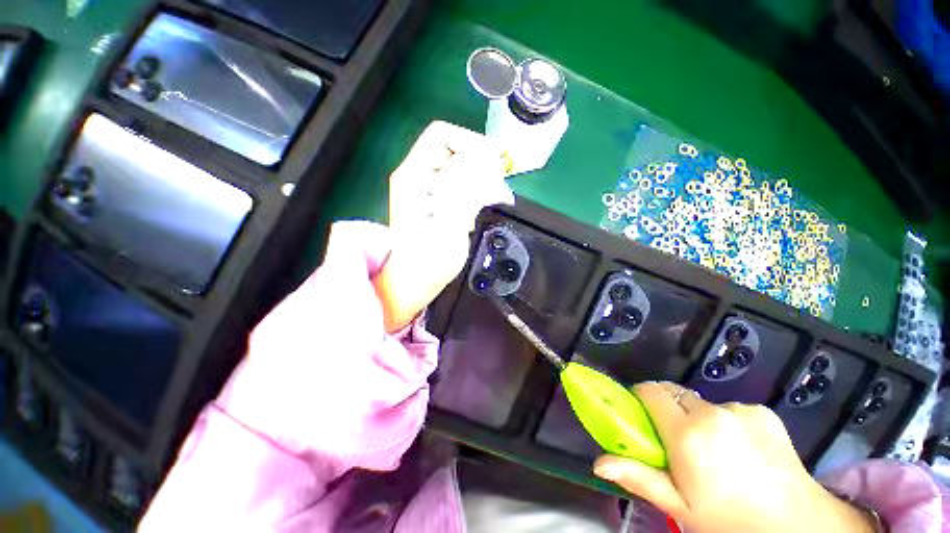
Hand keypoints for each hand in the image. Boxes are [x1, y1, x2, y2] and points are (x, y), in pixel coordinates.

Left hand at [374, 121, 513, 331]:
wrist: (413, 283)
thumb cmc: (428, 262)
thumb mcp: (449, 225)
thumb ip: (465, 189)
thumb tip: (484, 157)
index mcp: (414, 176)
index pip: (443, 135)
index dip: (471, 143)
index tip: (495, 164)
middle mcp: (418, 176)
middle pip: (453, 149)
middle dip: (479, 163)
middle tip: (496, 187)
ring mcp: (426, 189)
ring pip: (459, 167)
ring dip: (480, 178)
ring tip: (490, 199)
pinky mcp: (436, 201)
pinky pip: (461, 184)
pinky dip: (475, 191)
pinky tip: (479, 209)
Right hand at [593, 382, 876, 532]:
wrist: (798, 527)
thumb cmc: (730, 522)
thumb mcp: (680, 507)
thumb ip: (639, 477)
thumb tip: (598, 463)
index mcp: (688, 434)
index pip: (650, 391)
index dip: (641, 398)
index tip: (642, 415)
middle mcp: (712, 413)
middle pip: (675, 393)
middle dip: (668, 409)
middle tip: (676, 439)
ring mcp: (741, 410)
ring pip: (702, 403)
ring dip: (698, 418)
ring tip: (716, 451)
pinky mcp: (763, 412)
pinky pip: (730, 409)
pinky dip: (726, 422)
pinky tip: (743, 450)